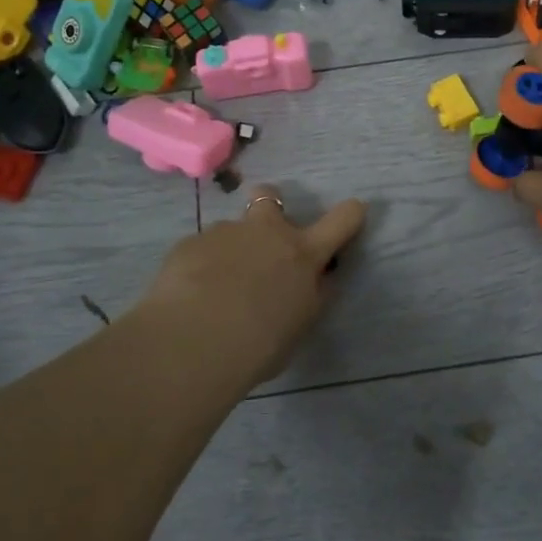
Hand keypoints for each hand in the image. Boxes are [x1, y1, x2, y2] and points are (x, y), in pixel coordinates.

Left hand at [141, 186, 367, 386]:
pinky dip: (199, 267)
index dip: (350, 213)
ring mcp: (224, 232)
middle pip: (270, 196)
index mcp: (302, 253)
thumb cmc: (258, 344)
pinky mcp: (188, 243)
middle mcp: (265, 232)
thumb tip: (314, 280)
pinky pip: (199, 250)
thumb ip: (308, 296)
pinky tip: (189, 296)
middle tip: (262, 239)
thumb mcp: (298, 325)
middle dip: (269, 206)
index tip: (353, 211)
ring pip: (230, 231)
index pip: (341, 221)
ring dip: (229, 250)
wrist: (193, 342)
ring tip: (214, 288)